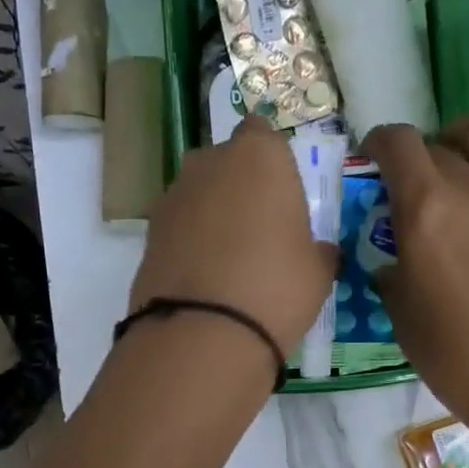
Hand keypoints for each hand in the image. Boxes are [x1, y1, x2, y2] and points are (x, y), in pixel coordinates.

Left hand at [130, 116, 337, 354]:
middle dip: (239, 186)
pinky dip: (190, 242)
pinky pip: (180, 227)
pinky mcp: (149, 232)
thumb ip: (319, 250)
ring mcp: (173, 196)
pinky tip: (205, 277)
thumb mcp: (318, 273)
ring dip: (212, 214)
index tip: (281, 193)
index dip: (272, 162)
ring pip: (199, 194)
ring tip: (229, 259)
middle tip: (259, 229)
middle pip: (226, 162)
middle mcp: (210, 163)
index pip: (263, 134)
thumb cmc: (276, 288)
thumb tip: (318, 251)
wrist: (203, 333)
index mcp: (259, 156)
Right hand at [363, 95, 468, 430]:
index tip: (374, 156)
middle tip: (417, 183)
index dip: (379, 142)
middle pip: (438, 146)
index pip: (396, 147)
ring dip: (463, 134)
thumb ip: (393, 275)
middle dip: (419, 156)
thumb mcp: (403, 319)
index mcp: (425, 212)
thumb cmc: (459, 360)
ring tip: (459, 152)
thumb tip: (394, 259)